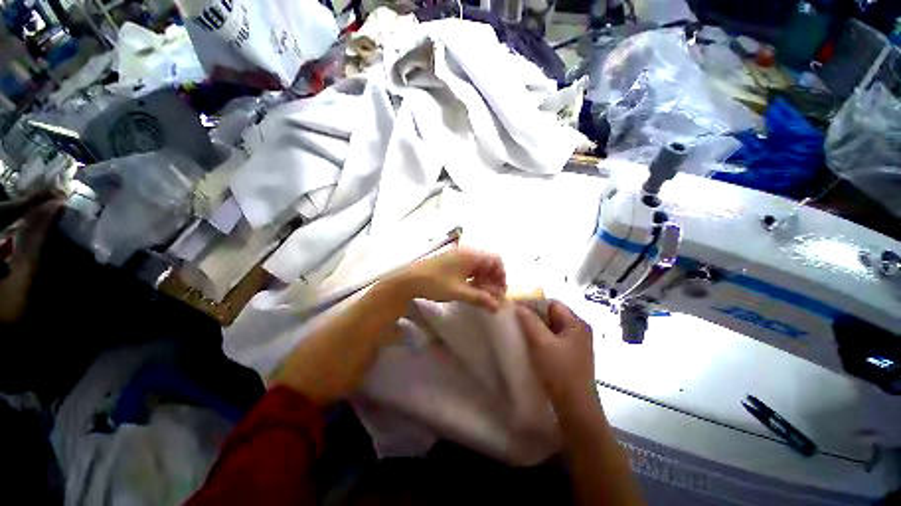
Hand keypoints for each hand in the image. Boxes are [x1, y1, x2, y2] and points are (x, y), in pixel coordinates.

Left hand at [397, 247, 506, 311]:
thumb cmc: (435, 283)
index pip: (496, 261)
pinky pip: (469, 268)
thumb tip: (498, 307)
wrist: (408, 279)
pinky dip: (473, 278)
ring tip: (481, 295)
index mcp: (471, 255)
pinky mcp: (451, 262)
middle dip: (493, 280)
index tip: (499, 292)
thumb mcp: (459, 292)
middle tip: (491, 297)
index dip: (501, 276)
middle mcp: (467, 253)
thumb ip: (480, 298)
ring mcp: (458, 257)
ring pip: (478, 266)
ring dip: (483, 280)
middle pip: (488, 263)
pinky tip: (470, 289)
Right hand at [516, 301, 596, 407]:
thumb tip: (518, 305)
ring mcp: (574, 345)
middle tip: (514, 318)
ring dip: (535, 327)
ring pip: (550, 327)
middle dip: (532, 315)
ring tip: (518, 329)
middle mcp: (578, 331)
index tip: (514, 307)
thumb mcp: (542, 343)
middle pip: (551, 314)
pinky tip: (528, 343)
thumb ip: (529, 321)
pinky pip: (551, 339)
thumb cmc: (560, 372)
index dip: (533, 302)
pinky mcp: (569, 356)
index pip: (552, 303)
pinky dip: (539, 338)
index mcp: (576, 324)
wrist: (575, 410)